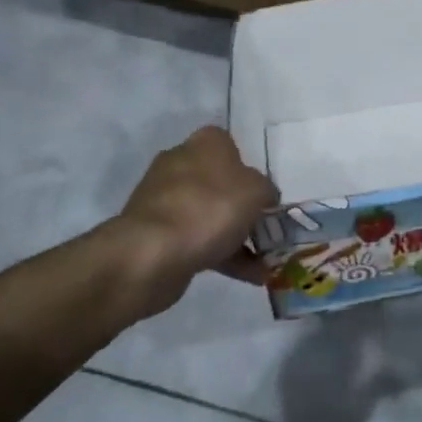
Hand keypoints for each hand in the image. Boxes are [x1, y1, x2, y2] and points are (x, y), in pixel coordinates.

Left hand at [116, 126, 276, 284]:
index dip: (250, 168)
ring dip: (237, 237)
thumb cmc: (212, 208)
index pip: (230, 145)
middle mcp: (181, 164)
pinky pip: (198, 240)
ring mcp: (165, 200)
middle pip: (221, 183)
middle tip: (268, 229)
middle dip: (244, 208)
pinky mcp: (157, 232)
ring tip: (265, 264)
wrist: (153, 253)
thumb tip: (263, 197)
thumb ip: (266, 190)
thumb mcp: (257, 191)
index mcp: (205, 144)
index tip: (264, 193)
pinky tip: (250, 277)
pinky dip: (223, 256)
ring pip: (210, 215)